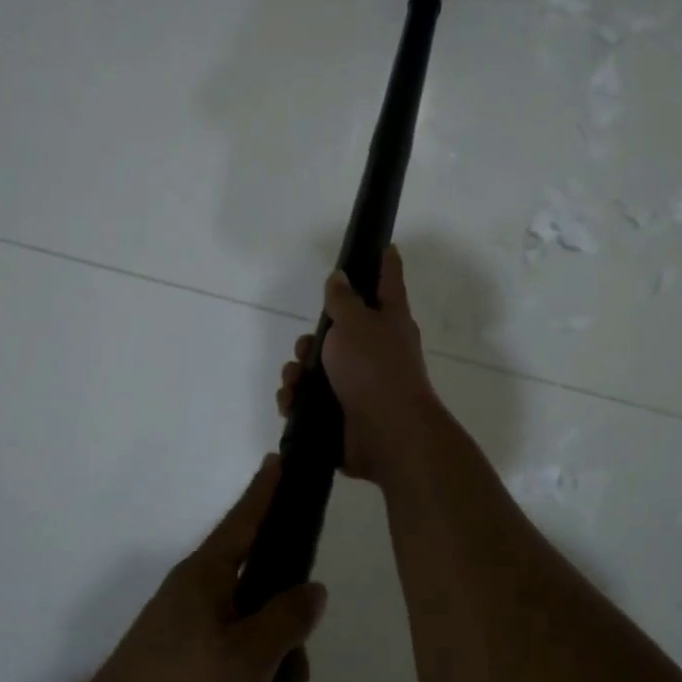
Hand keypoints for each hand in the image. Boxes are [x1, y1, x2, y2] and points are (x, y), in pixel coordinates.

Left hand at [56, 457, 326, 681]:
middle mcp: (193, 610)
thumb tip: (311, 587)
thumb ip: (286, 619)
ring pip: (248, 666)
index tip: (281, 459)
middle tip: (297, 678)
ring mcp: (181, 656)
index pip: (245, 521)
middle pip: (258, 605)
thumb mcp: (248, 659)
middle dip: (285, 648)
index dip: (267, 492)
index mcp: (205, 582)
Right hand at [277, 245, 438, 482]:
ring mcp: (360, 384)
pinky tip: (292, 403)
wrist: (387, 435)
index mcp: (389, 322)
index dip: (385, 263)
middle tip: (307, 347)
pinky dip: (298, 400)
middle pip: (339, 331)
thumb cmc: (374, 369)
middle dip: (313, 338)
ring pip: (318, 368)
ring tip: (295, 382)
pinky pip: (311, 401)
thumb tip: (340, 277)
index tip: (385, 246)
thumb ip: (343, 299)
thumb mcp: (355, 323)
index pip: (388, 281)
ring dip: (298, 372)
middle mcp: (377, 350)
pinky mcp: (343, 415)